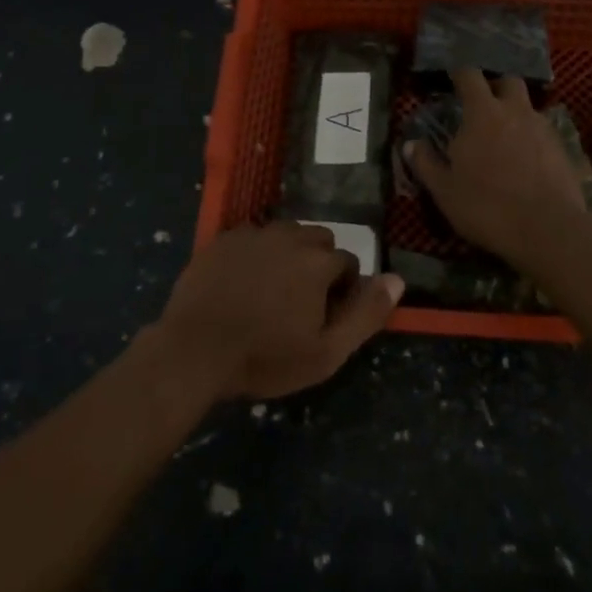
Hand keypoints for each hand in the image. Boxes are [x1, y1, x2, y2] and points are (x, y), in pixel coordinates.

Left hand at [152, 221, 403, 401]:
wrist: (194, 350)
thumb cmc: (264, 357)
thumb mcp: (325, 353)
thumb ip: (366, 314)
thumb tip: (397, 280)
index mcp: (318, 262)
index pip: (347, 263)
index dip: (342, 290)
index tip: (324, 316)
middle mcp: (290, 236)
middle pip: (318, 241)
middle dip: (318, 264)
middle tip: (300, 302)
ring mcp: (253, 234)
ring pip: (286, 234)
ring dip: (288, 254)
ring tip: (272, 290)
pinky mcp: (224, 238)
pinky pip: (252, 237)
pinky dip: (256, 254)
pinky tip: (242, 283)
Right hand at [405, 68, 588, 265]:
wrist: (548, 230)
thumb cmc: (487, 206)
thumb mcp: (445, 190)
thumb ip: (425, 163)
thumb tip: (410, 144)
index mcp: (483, 113)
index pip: (470, 75)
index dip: (459, 74)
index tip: (452, 79)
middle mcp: (516, 111)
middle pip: (508, 81)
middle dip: (495, 86)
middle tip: (482, 104)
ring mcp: (543, 128)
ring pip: (528, 106)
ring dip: (515, 113)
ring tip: (504, 136)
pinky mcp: (563, 149)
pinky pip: (543, 132)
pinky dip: (532, 137)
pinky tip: (526, 159)